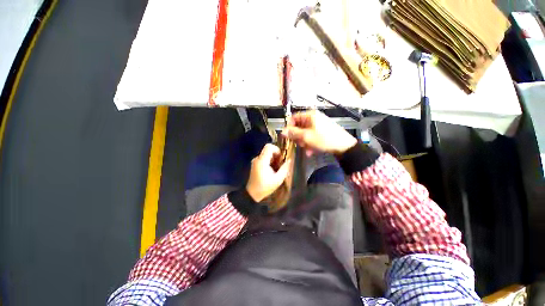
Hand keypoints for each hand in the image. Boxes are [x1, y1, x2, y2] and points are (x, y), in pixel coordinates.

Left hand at [246, 144, 290, 201]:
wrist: (252, 194)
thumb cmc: (265, 187)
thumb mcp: (278, 179)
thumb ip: (284, 168)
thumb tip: (289, 160)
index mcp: (262, 161)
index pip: (269, 147)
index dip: (277, 149)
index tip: (281, 158)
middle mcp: (257, 159)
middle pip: (268, 150)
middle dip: (276, 155)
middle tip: (280, 164)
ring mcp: (255, 161)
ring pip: (266, 154)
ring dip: (273, 158)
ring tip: (277, 168)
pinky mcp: (255, 164)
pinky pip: (264, 158)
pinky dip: (270, 161)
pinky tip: (272, 170)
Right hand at [282, 110, 356, 154]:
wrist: (344, 146)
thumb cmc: (324, 139)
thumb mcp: (306, 137)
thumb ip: (293, 133)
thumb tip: (282, 131)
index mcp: (310, 115)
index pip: (294, 118)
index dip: (289, 127)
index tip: (288, 136)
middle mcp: (313, 118)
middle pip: (299, 126)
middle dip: (298, 137)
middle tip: (300, 144)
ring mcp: (318, 125)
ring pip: (305, 133)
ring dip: (304, 142)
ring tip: (307, 149)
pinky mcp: (322, 131)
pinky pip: (311, 136)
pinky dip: (310, 143)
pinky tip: (311, 151)